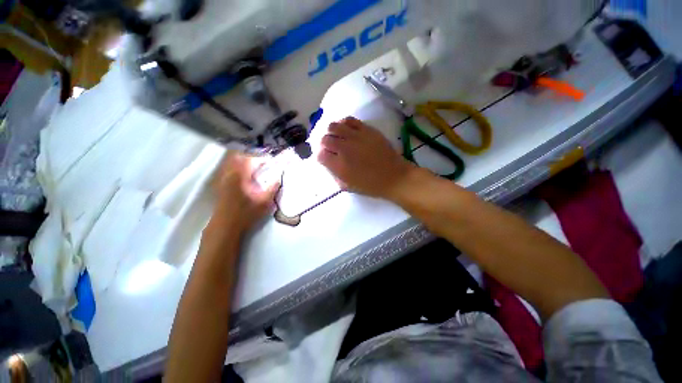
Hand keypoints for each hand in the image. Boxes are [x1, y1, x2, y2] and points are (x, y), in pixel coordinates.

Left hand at [209, 152, 278, 234]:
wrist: (225, 226)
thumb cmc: (246, 214)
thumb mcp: (264, 202)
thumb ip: (272, 189)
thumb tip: (278, 179)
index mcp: (240, 177)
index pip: (251, 160)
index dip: (261, 159)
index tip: (270, 162)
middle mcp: (230, 174)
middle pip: (239, 158)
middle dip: (251, 158)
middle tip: (262, 164)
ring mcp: (223, 179)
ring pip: (232, 163)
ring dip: (243, 163)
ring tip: (254, 169)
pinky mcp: (220, 185)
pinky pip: (229, 170)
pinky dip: (237, 169)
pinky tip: (244, 178)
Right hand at [318, 117, 415, 198]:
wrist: (394, 177)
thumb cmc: (371, 185)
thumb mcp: (348, 187)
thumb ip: (335, 175)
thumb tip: (329, 164)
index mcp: (339, 166)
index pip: (320, 155)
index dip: (321, 156)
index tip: (326, 159)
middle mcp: (344, 149)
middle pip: (325, 139)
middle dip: (325, 144)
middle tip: (332, 149)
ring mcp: (356, 137)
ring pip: (334, 126)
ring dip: (332, 132)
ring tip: (338, 138)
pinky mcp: (367, 130)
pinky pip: (350, 120)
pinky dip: (344, 123)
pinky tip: (347, 130)